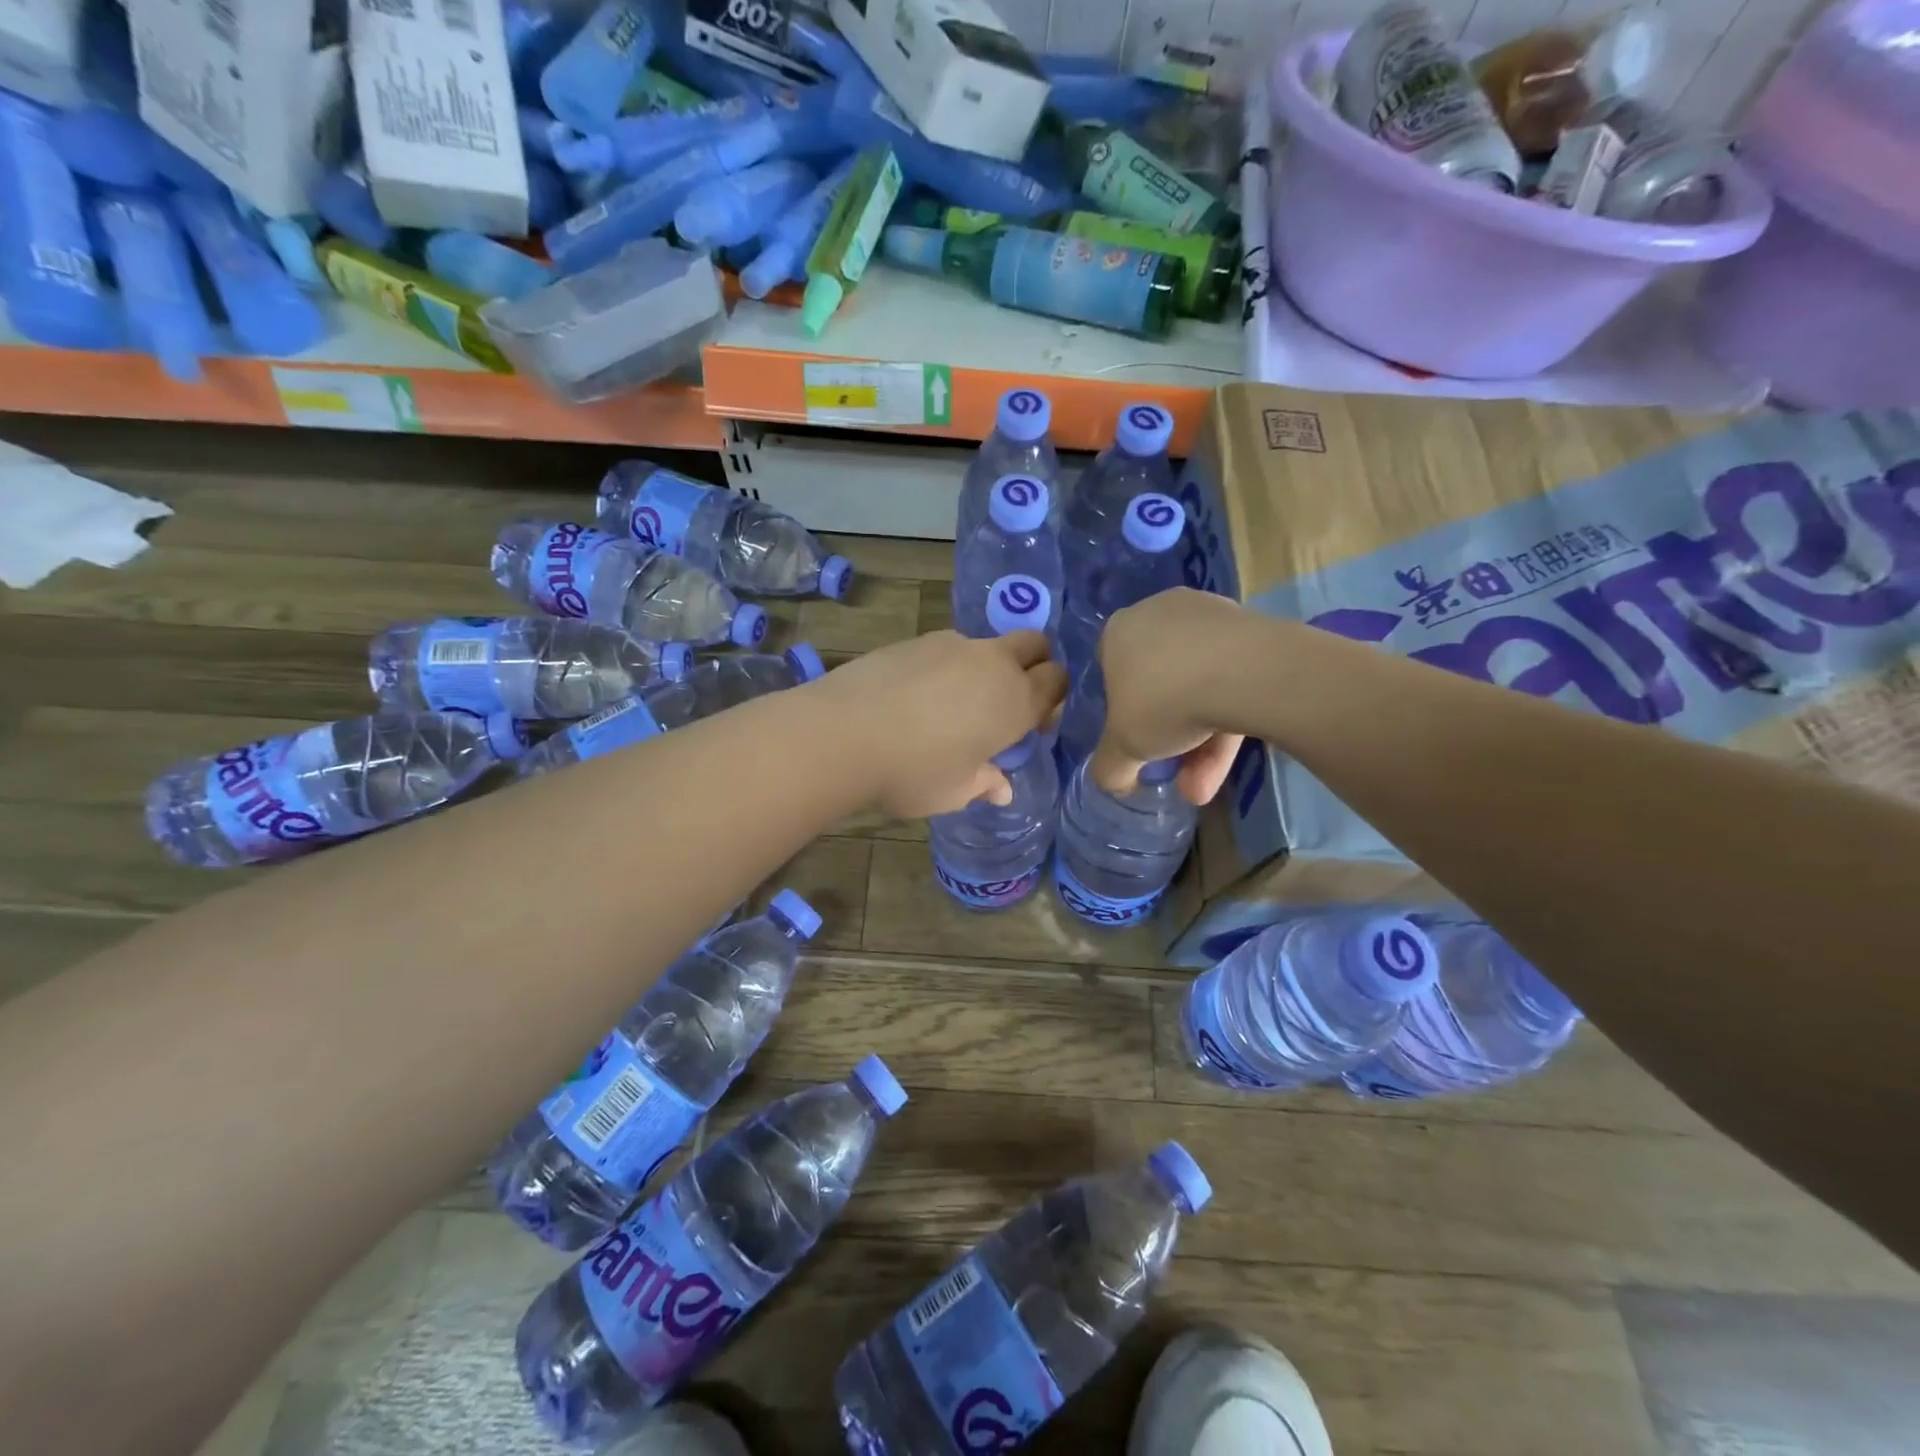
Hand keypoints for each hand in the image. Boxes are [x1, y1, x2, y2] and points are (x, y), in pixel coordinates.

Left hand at [822, 629, 1067, 817]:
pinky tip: (917, 696)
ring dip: (985, 667)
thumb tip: (1002, 788)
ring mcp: (954, 645)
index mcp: (1016, 702)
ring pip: (988, 645)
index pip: (1057, 682)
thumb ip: (984, 783)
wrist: (843, 733)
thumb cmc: (911, 773)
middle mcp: (993, 664)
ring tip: (952, 704)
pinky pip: (948, 649)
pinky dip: (947, 667)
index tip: (1032, 724)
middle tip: (1006, 701)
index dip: (1051, 699)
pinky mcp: (917, 639)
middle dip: (1033, 664)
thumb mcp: (954, 791)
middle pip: (1034, 644)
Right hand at [1089, 588, 1250, 804]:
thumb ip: (1110, 767)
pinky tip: (1231, 758)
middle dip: (1168, 735)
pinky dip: (1229, 716)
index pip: (1110, 671)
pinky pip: (1231, 676)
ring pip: (1198, 684)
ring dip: (1201, 740)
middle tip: (1177, 771)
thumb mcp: (1122, 747)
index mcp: (1118, 631)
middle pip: (1159, 681)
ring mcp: (1207, 616)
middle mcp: (1158, 613)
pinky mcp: (1251, 627)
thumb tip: (1115, 781)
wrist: (1245, 671)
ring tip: (1205, 785)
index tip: (1137, 740)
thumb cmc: (1164, 700)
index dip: (1122, 711)